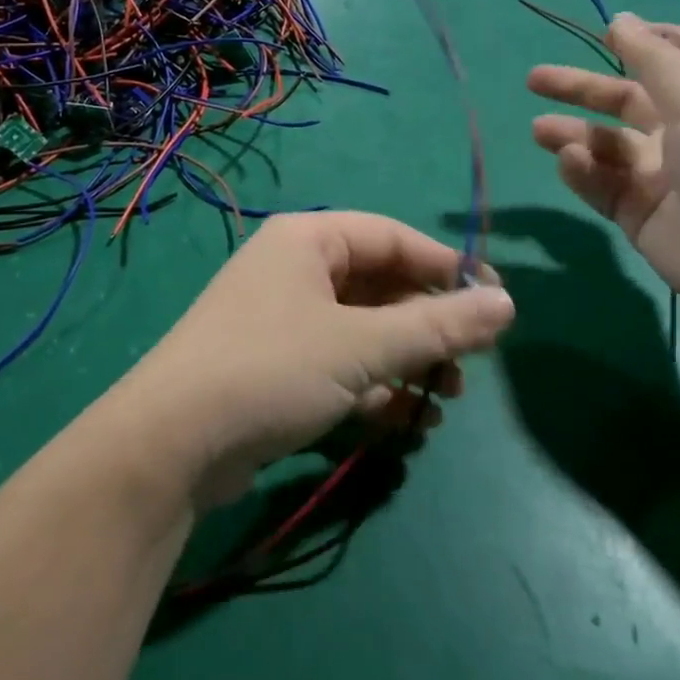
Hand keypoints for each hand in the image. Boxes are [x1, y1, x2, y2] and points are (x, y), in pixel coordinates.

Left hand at [110, 213, 513, 509]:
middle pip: (380, 286)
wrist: (173, 441)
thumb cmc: (272, 369)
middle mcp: (294, 269)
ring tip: (444, 401)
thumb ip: (436, 326)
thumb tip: (507, 303)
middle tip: (470, 366)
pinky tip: (406, 423)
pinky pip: (339, 364)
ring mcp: (282, 319)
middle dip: (427, 327)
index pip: (393, 238)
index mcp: (308, 240)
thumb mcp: (362, 346)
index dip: (447, 268)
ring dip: (406, 363)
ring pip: (363, 331)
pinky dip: (374, 388)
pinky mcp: (275, 366)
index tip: (496, 306)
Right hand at [529, 14, 679, 334]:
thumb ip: (653, 58)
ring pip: (608, 145)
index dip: (650, 41)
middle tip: (535, 80)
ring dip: (573, 134)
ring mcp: (665, 177)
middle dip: (583, 88)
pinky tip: (570, 163)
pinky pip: (603, 185)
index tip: (608, 32)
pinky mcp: (641, 214)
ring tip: (540, 131)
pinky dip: (584, 172)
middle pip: (629, 99)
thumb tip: (619, 18)